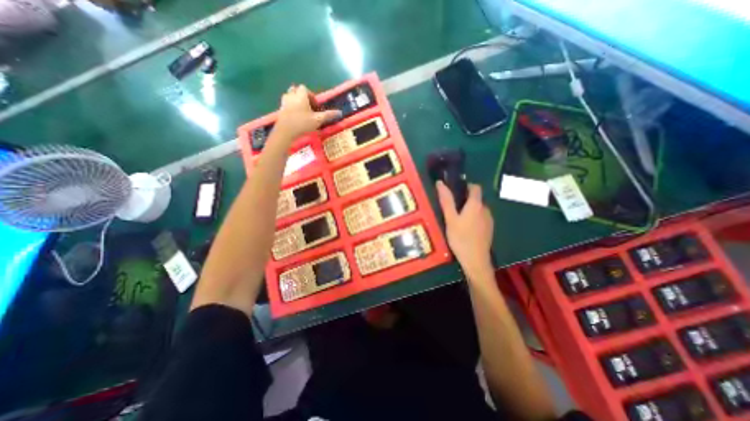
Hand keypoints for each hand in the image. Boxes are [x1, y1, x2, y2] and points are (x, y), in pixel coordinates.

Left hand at [275, 83, 340, 138]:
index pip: (305, 88)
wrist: (286, 131)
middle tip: (308, 107)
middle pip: (296, 90)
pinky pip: (286, 104)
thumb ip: (328, 115)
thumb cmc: (303, 124)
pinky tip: (295, 116)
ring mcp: (284, 102)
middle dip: (302, 96)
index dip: (311, 95)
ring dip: (295, 100)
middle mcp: (291, 96)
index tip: (315, 106)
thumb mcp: (318, 120)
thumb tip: (340, 112)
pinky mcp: (280, 109)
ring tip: (302, 111)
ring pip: (289, 96)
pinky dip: (291, 107)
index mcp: (301, 95)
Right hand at [438, 180, 496, 274]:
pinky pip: (480, 218)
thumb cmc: (460, 238)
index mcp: (476, 205)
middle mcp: (485, 209)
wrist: (475, 260)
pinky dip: (473, 219)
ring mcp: (489, 220)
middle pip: (476, 199)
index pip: (475, 187)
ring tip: (456, 221)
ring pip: (478, 209)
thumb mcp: (450, 219)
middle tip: (451, 210)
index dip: (465, 186)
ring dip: (469, 211)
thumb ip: (446, 201)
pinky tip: (465, 230)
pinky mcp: (489, 229)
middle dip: (464, 201)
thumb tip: (440, 183)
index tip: (454, 193)